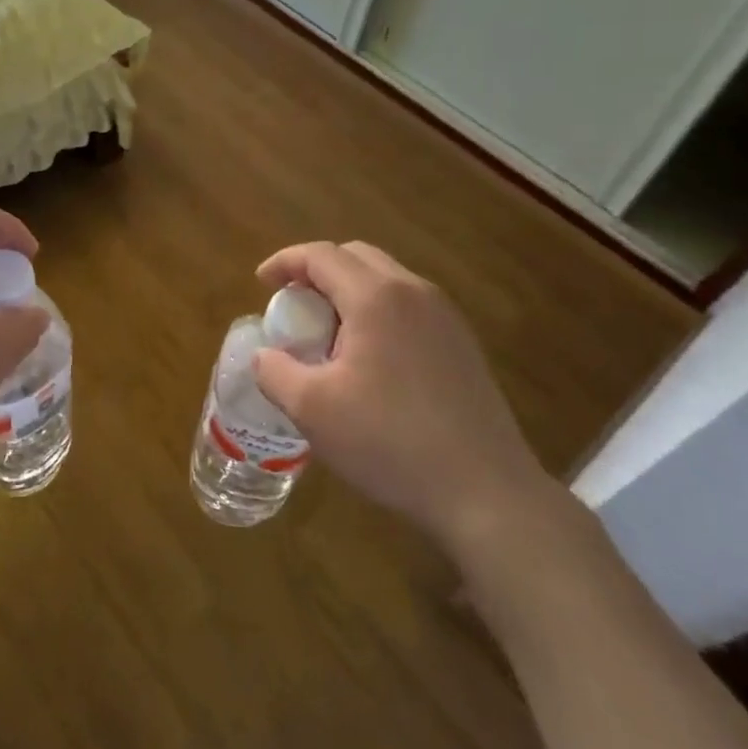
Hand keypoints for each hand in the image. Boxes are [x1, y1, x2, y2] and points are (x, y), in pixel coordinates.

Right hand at [253, 242, 555, 554]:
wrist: (486, 493)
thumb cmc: (390, 442)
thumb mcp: (312, 409)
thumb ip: (274, 371)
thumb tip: (265, 355)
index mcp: (376, 297)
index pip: (321, 255)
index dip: (285, 262)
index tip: (261, 284)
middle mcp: (414, 292)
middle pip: (355, 256)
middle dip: (317, 271)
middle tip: (293, 305)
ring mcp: (445, 317)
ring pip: (386, 279)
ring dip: (348, 291)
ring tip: (327, 333)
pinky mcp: (462, 345)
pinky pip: (408, 305)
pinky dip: (377, 311)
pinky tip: (369, 359)